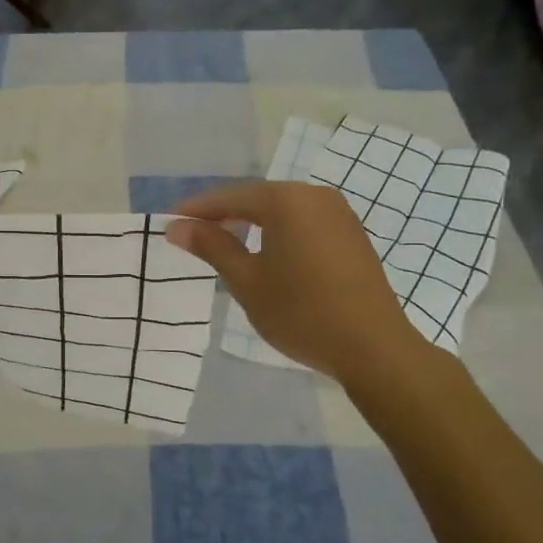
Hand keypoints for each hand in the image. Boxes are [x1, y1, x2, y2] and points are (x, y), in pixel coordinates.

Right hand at [166, 182, 430, 382]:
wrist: (373, 347)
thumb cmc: (301, 312)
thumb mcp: (247, 281)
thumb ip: (212, 247)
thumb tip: (177, 227)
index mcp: (286, 200)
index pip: (230, 198)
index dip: (198, 210)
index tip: (170, 222)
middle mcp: (315, 196)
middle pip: (258, 199)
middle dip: (225, 215)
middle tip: (194, 234)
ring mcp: (339, 213)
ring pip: (283, 211)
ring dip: (253, 224)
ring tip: (226, 244)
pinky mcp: (352, 234)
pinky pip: (304, 223)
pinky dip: (279, 232)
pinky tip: (267, 254)